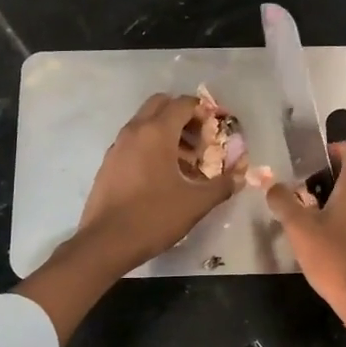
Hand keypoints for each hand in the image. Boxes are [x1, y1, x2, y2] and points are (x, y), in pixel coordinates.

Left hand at [75, 93, 245, 272]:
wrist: (105, 242)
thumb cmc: (153, 217)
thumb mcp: (195, 203)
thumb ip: (222, 185)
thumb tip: (240, 176)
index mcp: (156, 133)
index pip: (183, 104)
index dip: (203, 112)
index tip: (216, 131)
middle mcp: (134, 131)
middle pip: (161, 105)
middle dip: (183, 116)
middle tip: (200, 141)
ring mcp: (118, 146)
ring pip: (145, 123)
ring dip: (167, 132)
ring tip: (186, 162)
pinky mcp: (109, 163)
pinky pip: (134, 141)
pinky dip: (151, 146)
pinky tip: (163, 176)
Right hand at [265, 140, 345, 323]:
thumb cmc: (335, 259)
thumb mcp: (299, 229)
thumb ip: (283, 202)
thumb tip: (272, 185)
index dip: (334, 148)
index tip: (311, 163)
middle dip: (327, 180)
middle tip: (301, 196)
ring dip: (336, 203)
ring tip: (310, 223)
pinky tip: (328, 246)